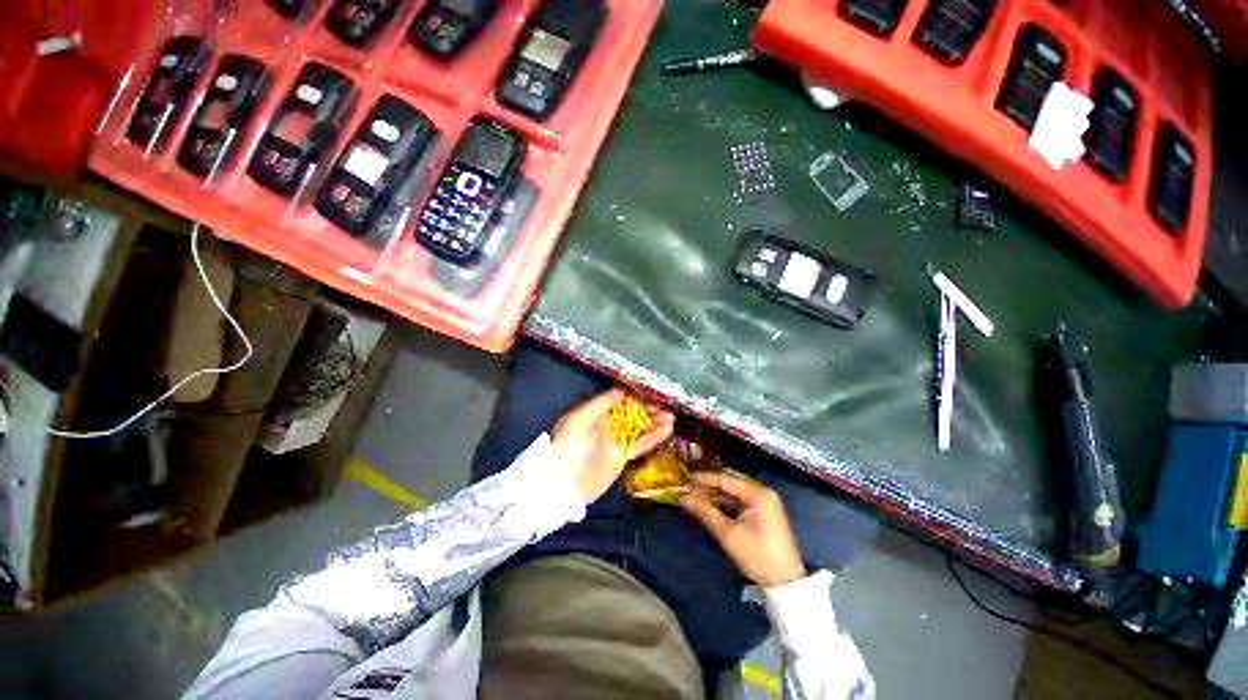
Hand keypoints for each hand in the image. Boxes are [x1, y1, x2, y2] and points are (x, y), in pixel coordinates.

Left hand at [552, 389, 673, 503]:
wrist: (564, 483)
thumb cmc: (568, 445)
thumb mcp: (580, 418)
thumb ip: (602, 403)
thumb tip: (623, 390)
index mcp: (594, 412)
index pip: (618, 399)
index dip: (634, 395)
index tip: (650, 390)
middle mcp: (606, 424)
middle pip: (631, 413)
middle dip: (647, 407)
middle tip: (664, 404)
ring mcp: (615, 441)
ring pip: (638, 427)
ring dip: (654, 421)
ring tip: (671, 416)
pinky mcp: (622, 456)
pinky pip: (640, 444)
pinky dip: (654, 437)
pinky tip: (667, 430)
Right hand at [679, 471, 806, 586]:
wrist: (785, 583)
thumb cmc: (757, 555)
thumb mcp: (728, 534)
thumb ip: (705, 512)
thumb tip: (683, 498)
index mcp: (758, 493)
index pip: (726, 478)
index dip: (704, 478)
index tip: (684, 477)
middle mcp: (762, 491)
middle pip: (730, 481)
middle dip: (708, 484)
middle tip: (687, 485)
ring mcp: (764, 502)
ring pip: (733, 491)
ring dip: (715, 493)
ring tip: (693, 493)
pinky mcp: (762, 512)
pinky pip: (739, 500)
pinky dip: (724, 501)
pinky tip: (709, 503)